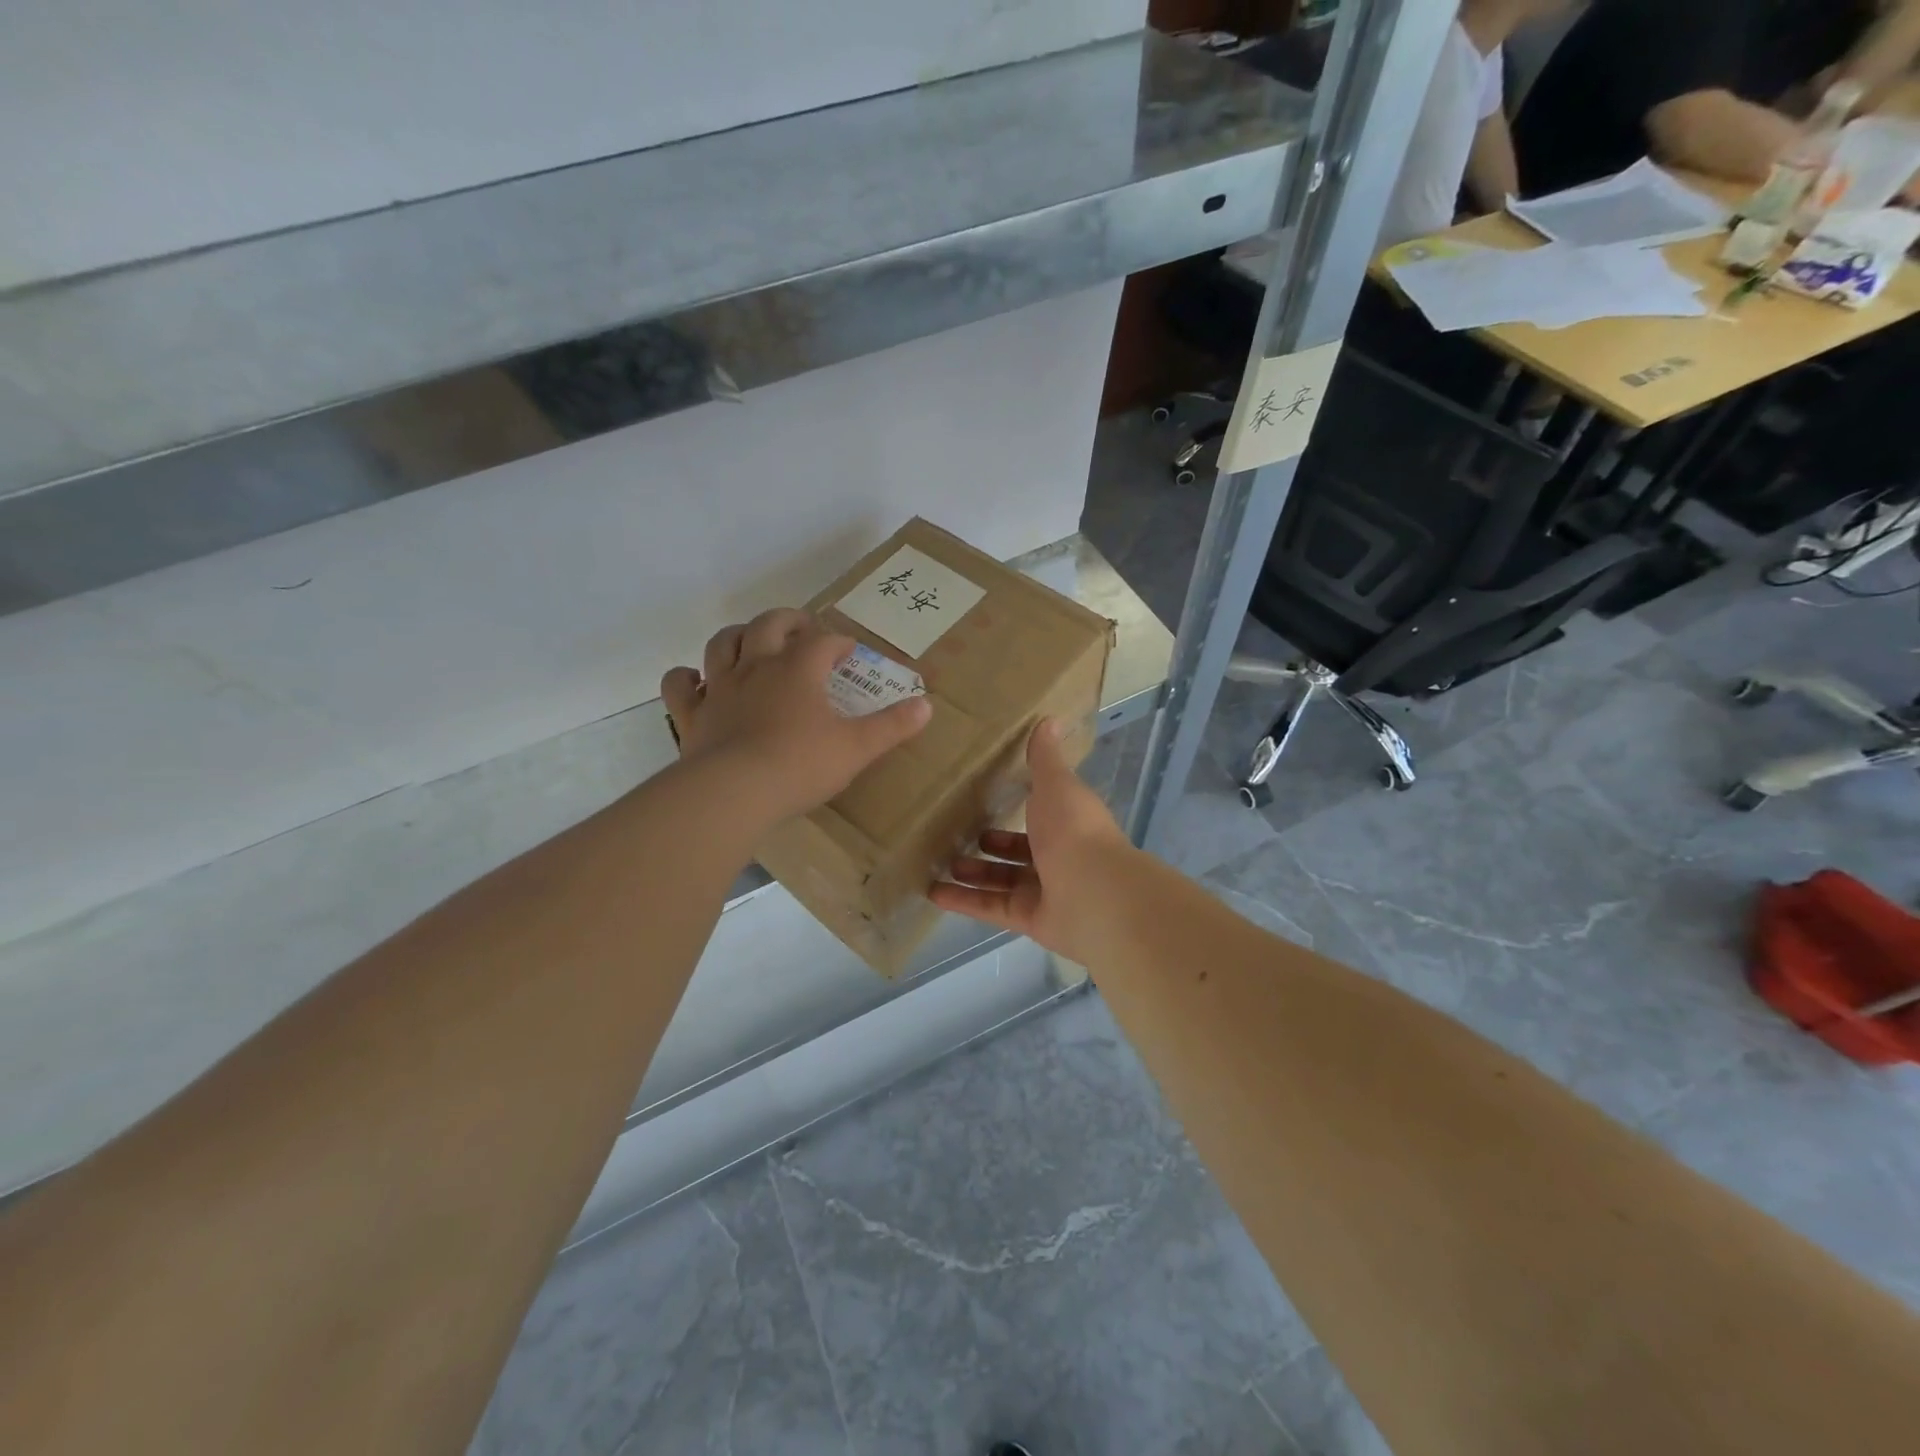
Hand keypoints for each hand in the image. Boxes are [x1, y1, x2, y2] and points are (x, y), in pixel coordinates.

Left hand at [660, 610, 930, 826]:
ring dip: (739, 636)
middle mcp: (757, 667)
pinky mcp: (692, 715)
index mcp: (798, 669)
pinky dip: (687, 677)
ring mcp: (719, 688)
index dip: (839, 641)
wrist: (734, 793)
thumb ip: (892, 726)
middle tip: (802, 630)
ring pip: (723, 643)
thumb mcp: (857, 748)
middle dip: (789, 621)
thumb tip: (927, 706)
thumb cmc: (800, 766)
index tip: (850, 651)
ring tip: (753, 642)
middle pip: (769, 624)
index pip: (822, 641)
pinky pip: (680, 685)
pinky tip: (697, 680)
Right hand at [929, 718, 1137, 962]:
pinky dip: (965, 901)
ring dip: (972, 873)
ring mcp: (1046, 891)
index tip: (984, 797)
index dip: (1017, 807)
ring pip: (1002, 881)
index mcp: (1068, 822)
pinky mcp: (1031, 920)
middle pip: (1020, 851)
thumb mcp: (1056, 784)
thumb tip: (1050, 718)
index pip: (1041, 813)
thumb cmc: (1074, 830)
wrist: (1096, 894)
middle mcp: (1060, 856)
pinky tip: (933, 893)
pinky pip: (992, 908)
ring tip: (937, 863)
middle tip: (953, 834)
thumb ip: (1045, 758)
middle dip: (989, 845)